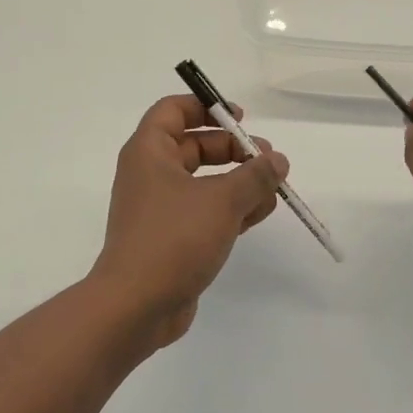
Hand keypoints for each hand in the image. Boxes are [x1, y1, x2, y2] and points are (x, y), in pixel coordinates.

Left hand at [88, 94, 288, 349]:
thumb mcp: (222, 200)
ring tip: (273, 189)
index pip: (173, 110)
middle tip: (268, 158)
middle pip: (194, 145)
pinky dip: (231, 208)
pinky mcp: (171, 238)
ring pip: (204, 181)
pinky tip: (260, 213)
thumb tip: (277, 160)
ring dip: (238, 181)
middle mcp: (151, 175)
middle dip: (233, 149)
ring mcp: (160, 209)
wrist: (135, 306)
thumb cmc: (173, 238)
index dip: (206, 106)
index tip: (240, 118)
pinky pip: (204, 211)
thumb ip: (255, 176)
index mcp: (149, 152)